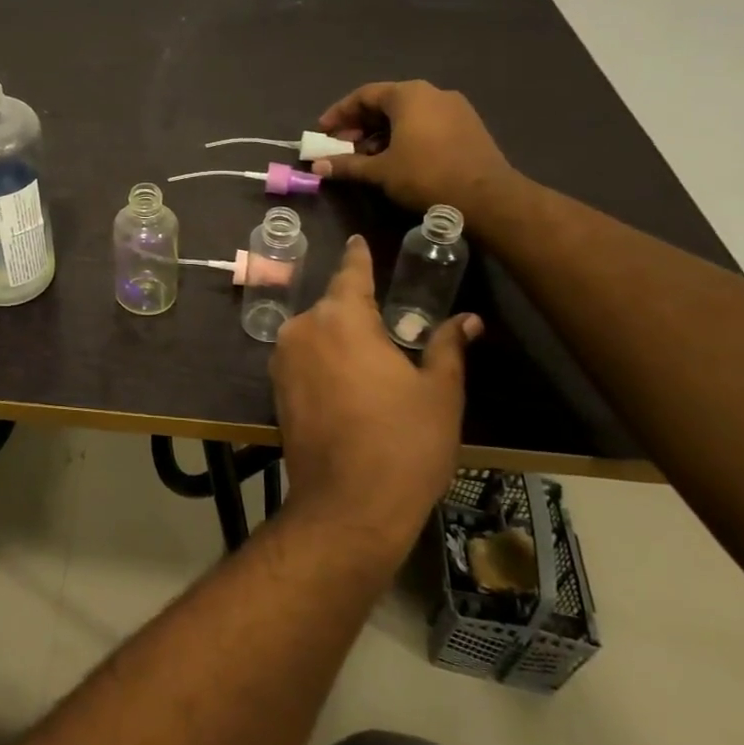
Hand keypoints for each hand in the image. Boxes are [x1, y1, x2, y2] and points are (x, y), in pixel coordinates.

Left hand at [270, 236, 481, 564]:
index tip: (357, 240)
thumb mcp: (439, 393)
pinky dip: (324, 361)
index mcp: (342, 318)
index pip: (351, 273)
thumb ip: (447, 347)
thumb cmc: (404, 443)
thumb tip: (467, 321)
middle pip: (333, 306)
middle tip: (389, 330)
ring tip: (372, 364)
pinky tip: (349, 385)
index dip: (358, 257)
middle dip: (357, 311)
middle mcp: (304, 328)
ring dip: (339, 339)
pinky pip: (304, 359)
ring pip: (316, 333)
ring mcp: (283, 359)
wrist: (347, 505)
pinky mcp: (275, 389)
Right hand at [311, 81, 513, 218]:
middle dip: (359, 126)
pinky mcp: (467, 127)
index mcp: (409, 95)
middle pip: (385, 103)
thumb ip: (347, 165)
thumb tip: (318, 166)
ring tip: (365, 158)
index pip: (364, 95)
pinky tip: (395, 159)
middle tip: (341, 147)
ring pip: (406, 115)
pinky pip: (425, 124)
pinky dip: (403, 137)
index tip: (322, 132)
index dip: (339, 114)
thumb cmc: (426, 175)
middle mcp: (432, 93)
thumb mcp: (380, 171)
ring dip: (380, 134)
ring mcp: (454, 109)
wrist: (487, 197)